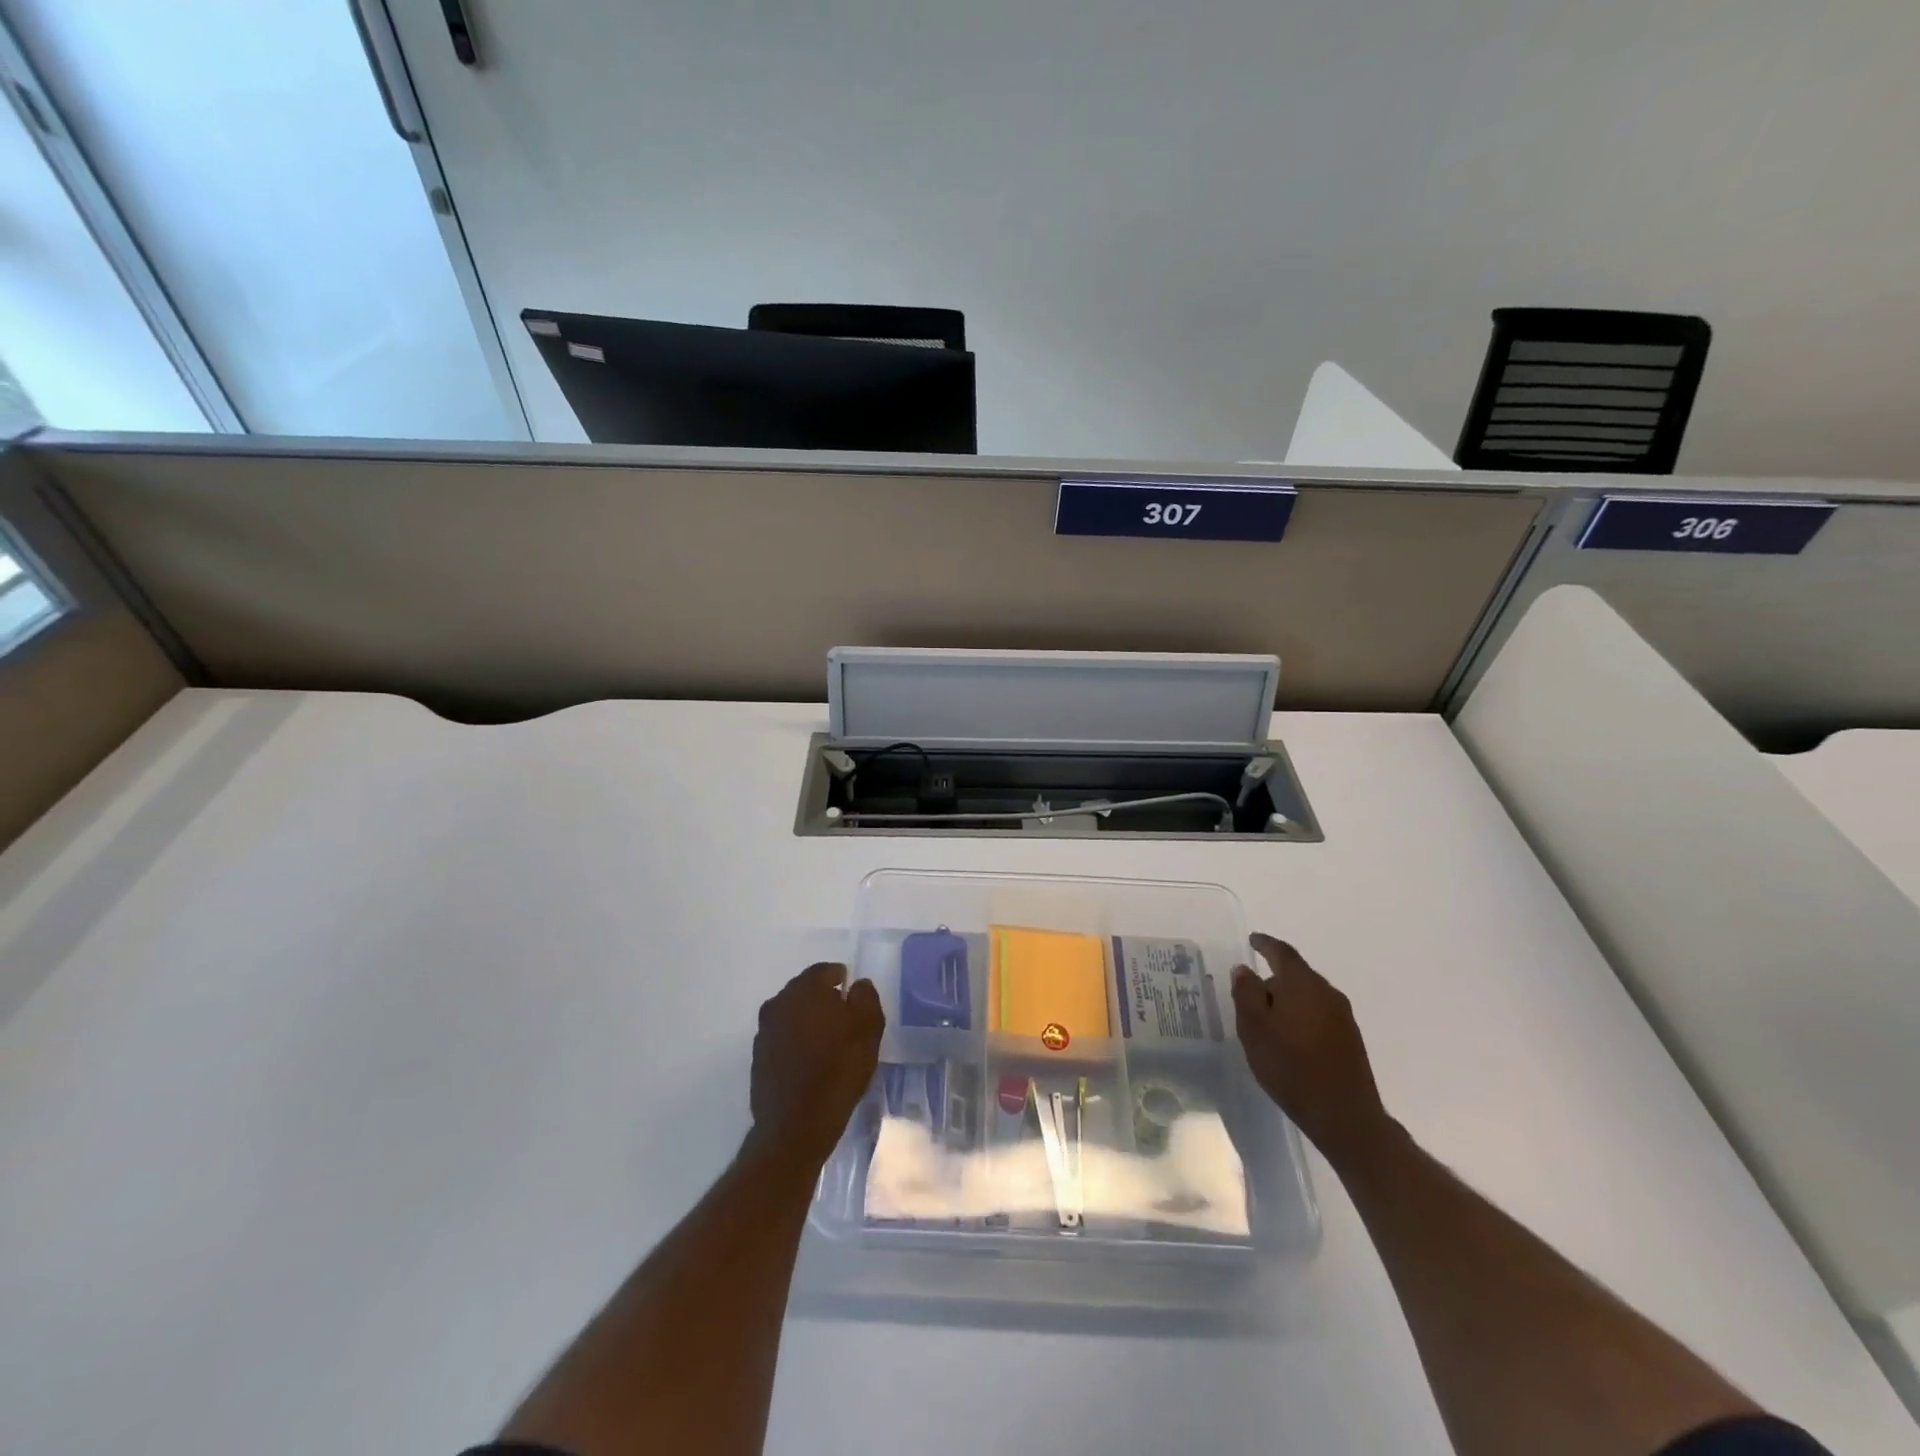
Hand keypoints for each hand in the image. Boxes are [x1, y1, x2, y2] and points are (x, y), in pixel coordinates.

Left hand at [749, 962, 884, 1166]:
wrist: (795, 1125)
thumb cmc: (838, 1070)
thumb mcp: (869, 1029)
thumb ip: (866, 998)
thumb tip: (857, 984)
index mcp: (805, 990)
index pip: (824, 971)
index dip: (841, 979)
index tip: (853, 994)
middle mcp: (778, 1003)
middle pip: (804, 991)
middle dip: (823, 999)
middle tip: (843, 1017)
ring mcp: (764, 1032)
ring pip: (791, 1015)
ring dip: (807, 1021)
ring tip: (828, 1041)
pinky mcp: (758, 1058)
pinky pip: (782, 1039)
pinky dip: (795, 1043)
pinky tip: (810, 1061)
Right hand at [1232, 933, 1390, 1165]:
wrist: (1345, 1116)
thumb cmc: (1291, 1066)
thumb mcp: (1254, 1028)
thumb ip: (1246, 993)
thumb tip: (1244, 969)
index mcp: (1302, 984)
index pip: (1282, 953)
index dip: (1265, 944)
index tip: (1252, 940)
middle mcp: (1327, 993)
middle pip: (1296, 974)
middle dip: (1273, 979)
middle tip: (1250, 994)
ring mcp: (1343, 1017)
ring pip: (1308, 996)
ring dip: (1287, 1000)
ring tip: (1267, 1021)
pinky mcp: (1350, 1040)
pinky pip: (1318, 1014)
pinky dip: (1301, 1017)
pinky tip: (1290, 1039)